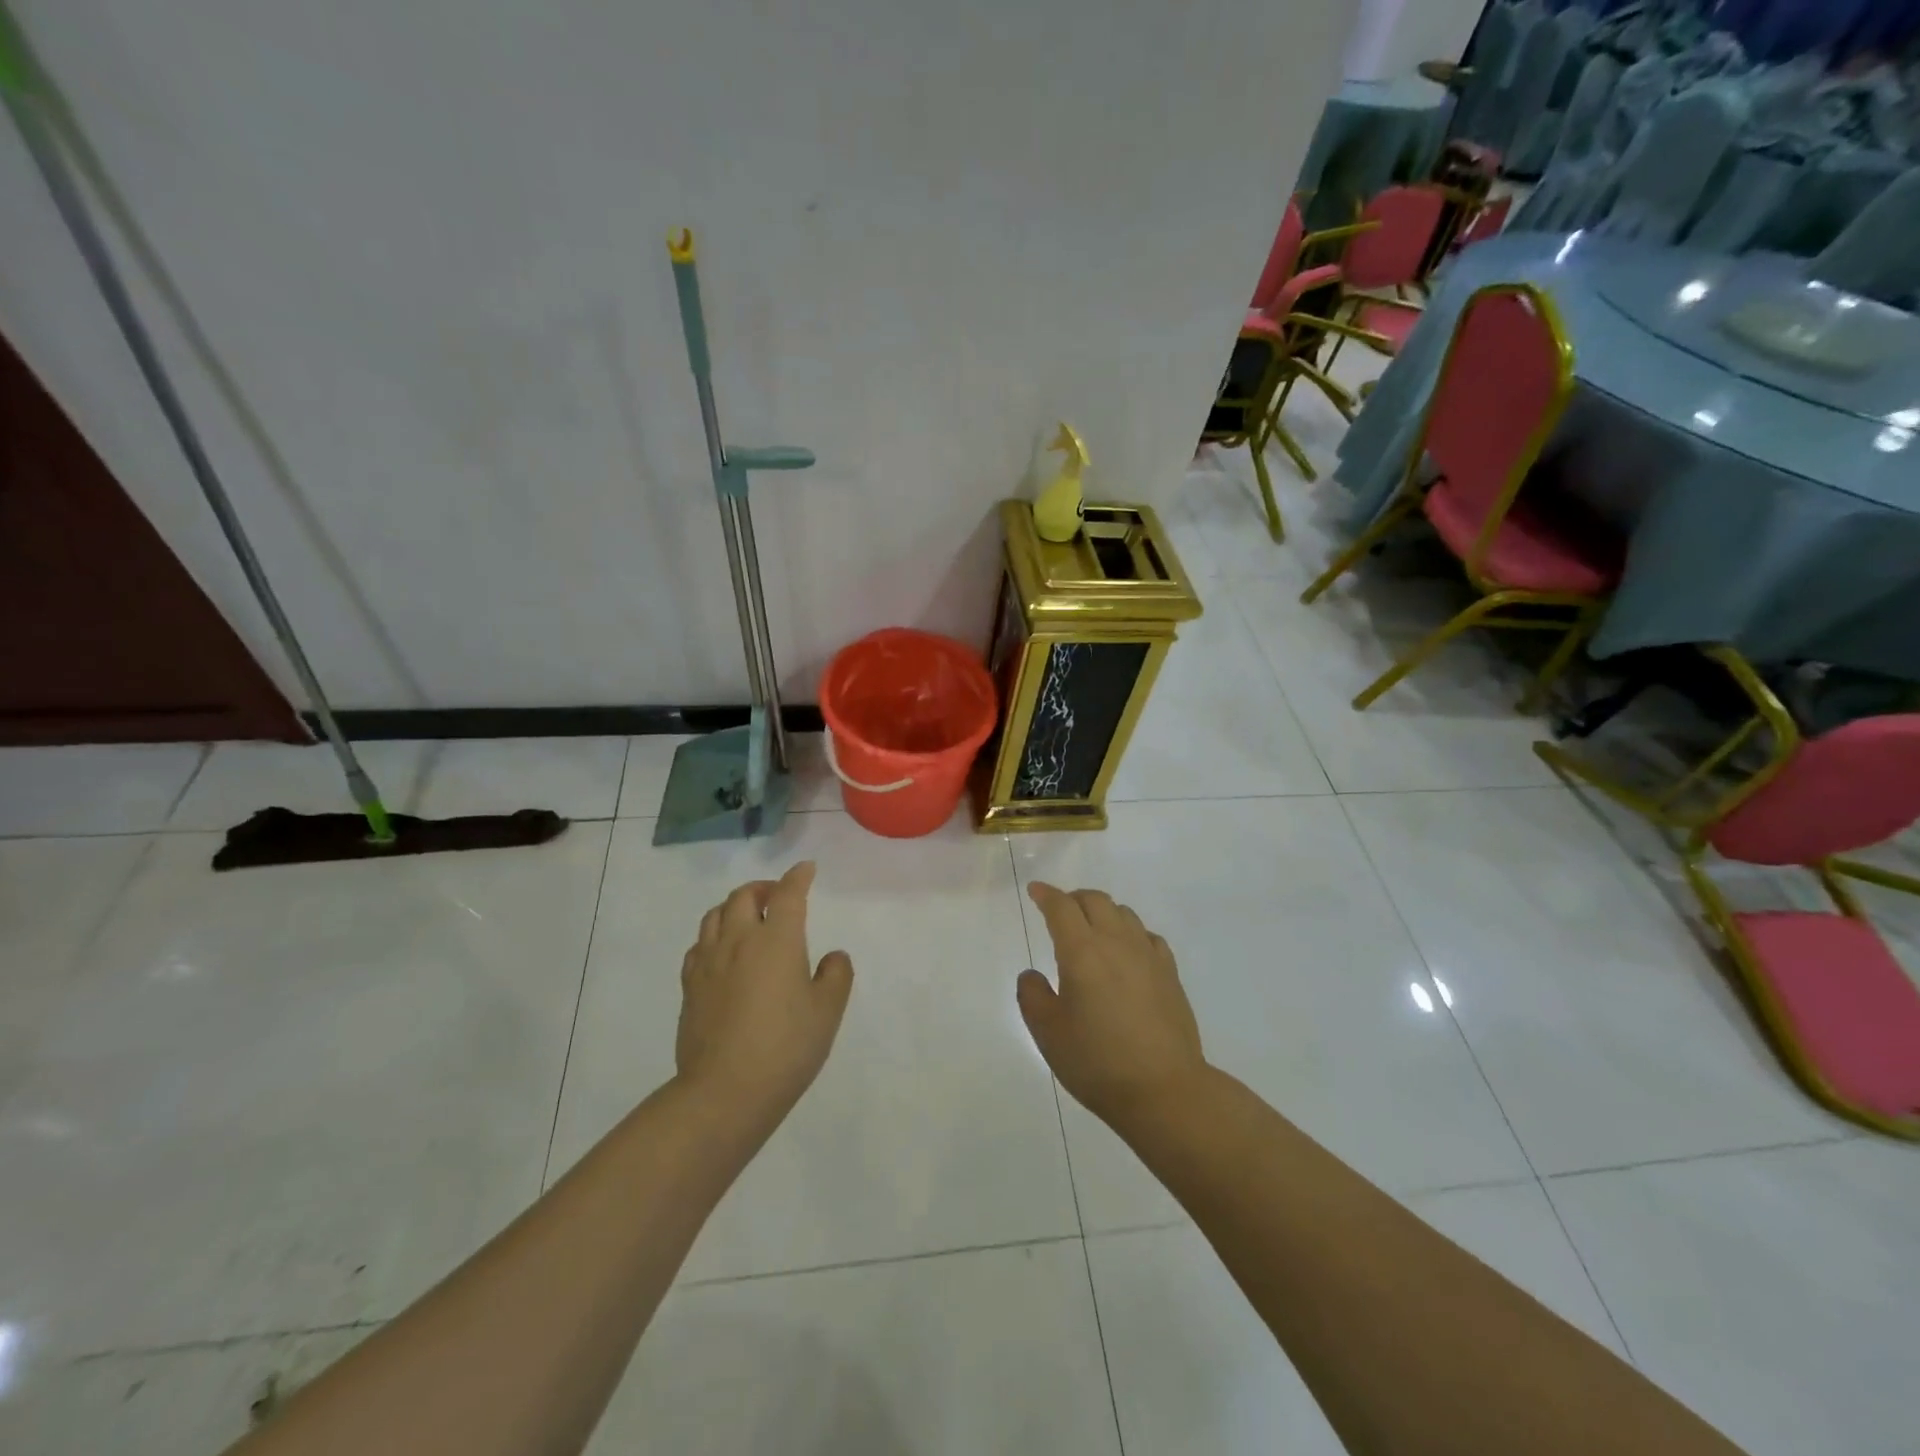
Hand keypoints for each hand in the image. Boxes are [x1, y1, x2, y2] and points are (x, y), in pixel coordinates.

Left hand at [676, 861, 853, 1123]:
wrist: (725, 1092)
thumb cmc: (786, 1048)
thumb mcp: (827, 1011)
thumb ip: (836, 975)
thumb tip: (832, 956)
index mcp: (776, 940)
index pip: (787, 894)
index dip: (798, 877)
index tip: (806, 869)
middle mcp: (739, 940)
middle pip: (743, 896)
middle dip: (763, 887)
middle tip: (777, 896)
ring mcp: (708, 962)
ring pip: (715, 914)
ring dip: (733, 906)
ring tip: (747, 917)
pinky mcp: (690, 986)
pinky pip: (698, 944)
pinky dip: (713, 935)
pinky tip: (721, 951)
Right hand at [1017, 882, 1207, 1126]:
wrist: (1164, 1090)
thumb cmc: (1097, 1062)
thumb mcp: (1048, 1033)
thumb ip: (1032, 996)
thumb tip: (1033, 974)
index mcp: (1082, 952)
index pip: (1062, 907)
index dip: (1046, 895)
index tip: (1036, 891)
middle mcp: (1116, 943)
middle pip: (1095, 900)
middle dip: (1074, 899)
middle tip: (1060, 911)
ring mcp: (1148, 956)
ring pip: (1124, 913)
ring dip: (1102, 912)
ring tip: (1092, 929)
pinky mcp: (1170, 974)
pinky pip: (1147, 936)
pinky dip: (1130, 932)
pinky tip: (1127, 951)